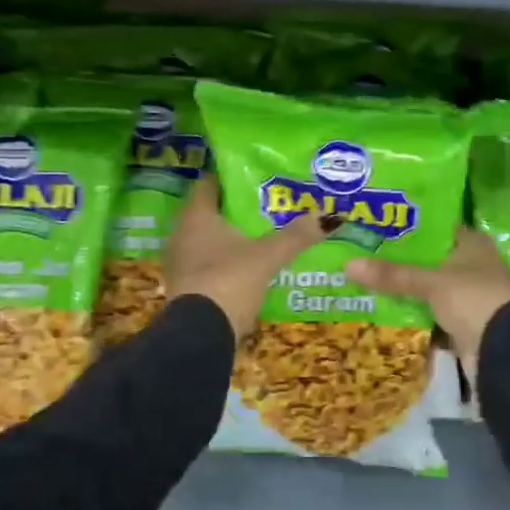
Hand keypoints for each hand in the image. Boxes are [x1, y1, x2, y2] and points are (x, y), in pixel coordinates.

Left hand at [164, 176, 323, 341]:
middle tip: (266, 202)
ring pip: (207, 237)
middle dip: (236, 207)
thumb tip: (329, 216)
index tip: (255, 173)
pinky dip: (225, 257)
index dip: (231, 176)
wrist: (199, 336)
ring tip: (262, 231)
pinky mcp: (184, 285)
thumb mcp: (267, 257)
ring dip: (230, 234)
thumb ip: (295, 236)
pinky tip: (248, 262)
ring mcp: (180, 261)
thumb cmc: (228, 281)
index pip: (210, 182)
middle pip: (210, 210)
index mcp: (196, 215)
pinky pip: (206, 260)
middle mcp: (182, 233)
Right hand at [345, 228, 509, 372]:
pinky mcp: (462, 322)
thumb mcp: (430, 283)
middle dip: (400, 259)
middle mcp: (472, 264)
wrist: (504, 353)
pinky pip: (430, 311)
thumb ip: (392, 274)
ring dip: (405, 287)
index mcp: (472, 243)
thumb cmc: (473, 299)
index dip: (409, 226)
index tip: (377, 225)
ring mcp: (467, 295)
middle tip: (363, 252)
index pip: (436, 227)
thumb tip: (347, 265)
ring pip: (428, 286)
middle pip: (429, 258)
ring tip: (366, 278)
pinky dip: (412, 310)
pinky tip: (384, 306)